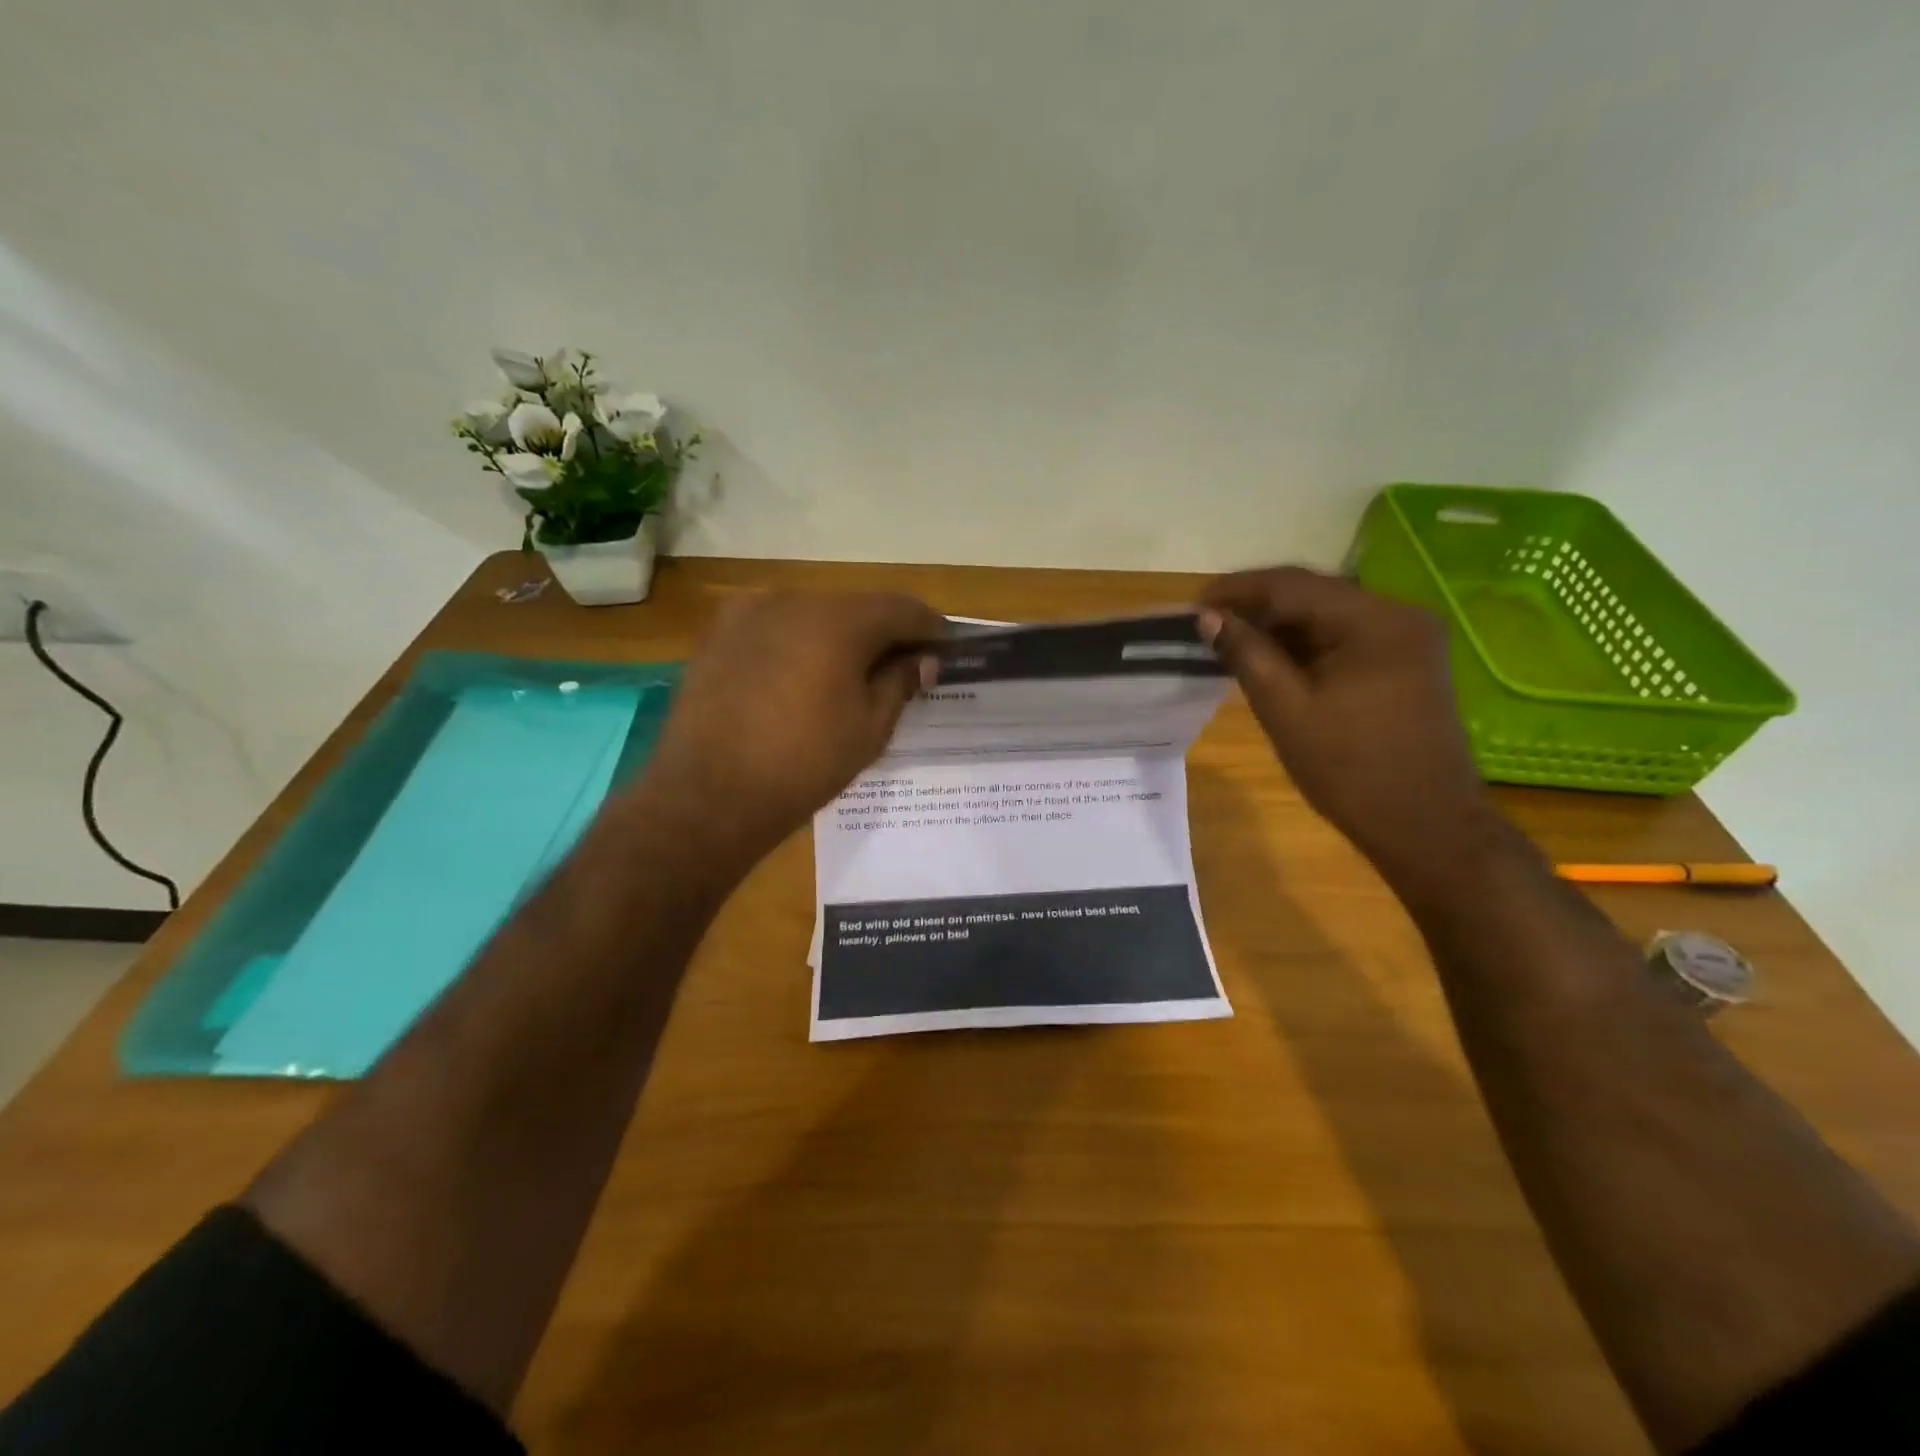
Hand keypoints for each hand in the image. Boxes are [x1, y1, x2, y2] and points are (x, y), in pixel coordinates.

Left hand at [637, 590, 945, 869]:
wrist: (709, 795)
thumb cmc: (803, 766)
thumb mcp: (869, 729)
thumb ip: (900, 683)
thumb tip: (923, 660)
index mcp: (838, 621)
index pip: (902, 609)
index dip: (930, 628)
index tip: (945, 650)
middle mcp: (793, 600)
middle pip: (857, 607)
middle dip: (884, 633)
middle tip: (903, 666)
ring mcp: (749, 613)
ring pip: (814, 613)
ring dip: (841, 636)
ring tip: (852, 675)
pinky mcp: (719, 634)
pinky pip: (776, 626)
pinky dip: (800, 642)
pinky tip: (803, 677)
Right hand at [1198, 567, 1498, 876]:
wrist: (1424, 825)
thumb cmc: (1350, 769)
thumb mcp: (1286, 709)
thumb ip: (1246, 655)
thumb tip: (1208, 617)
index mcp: (1375, 620)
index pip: (1293, 585)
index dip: (1238, 589)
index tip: (1194, 604)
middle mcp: (1399, 615)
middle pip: (1314, 594)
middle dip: (1257, 606)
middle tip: (1207, 623)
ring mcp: (1408, 639)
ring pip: (1328, 616)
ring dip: (1279, 626)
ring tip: (1230, 641)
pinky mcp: (1406, 663)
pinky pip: (1345, 638)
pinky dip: (1306, 645)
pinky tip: (1271, 659)